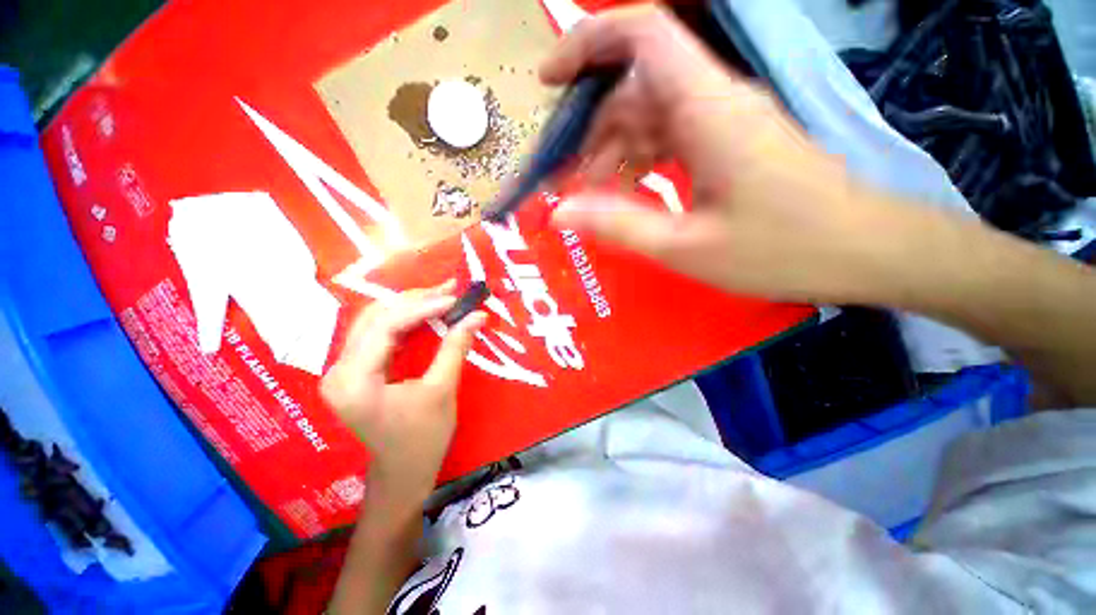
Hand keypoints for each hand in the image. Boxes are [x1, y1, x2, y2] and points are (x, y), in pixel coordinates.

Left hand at [321, 282, 486, 496]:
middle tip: (450, 290)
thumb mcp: (441, 391)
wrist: (403, 474)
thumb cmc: (422, 439)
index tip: (455, 298)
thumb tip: (478, 315)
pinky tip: (427, 314)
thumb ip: (455, 348)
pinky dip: (405, 321)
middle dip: (415, 300)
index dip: (422, 307)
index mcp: (354, 380)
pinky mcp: (356, 370)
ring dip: (410, 306)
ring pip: (375, 321)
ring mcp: (344, 369)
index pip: (385, 326)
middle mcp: (339, 370)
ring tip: (442, 297)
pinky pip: (379, 334)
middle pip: (374, 317)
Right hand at [542, 6, 910, 303]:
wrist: (861, 251)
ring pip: (649, 117)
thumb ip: (619, 226)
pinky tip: (626, 194)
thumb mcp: (685, 247)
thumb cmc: (779, 250)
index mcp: (707, 109)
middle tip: (562, 180)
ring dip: (612, 152)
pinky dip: (639, 162)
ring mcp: (721, 121)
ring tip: (589, 196)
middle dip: (589, 130)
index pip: (642, 35)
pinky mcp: (727, 142)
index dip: (588, 43)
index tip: (548, 79)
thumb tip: (560, 214)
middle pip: (634, 90)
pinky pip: (669, 138)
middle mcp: (712, 101)